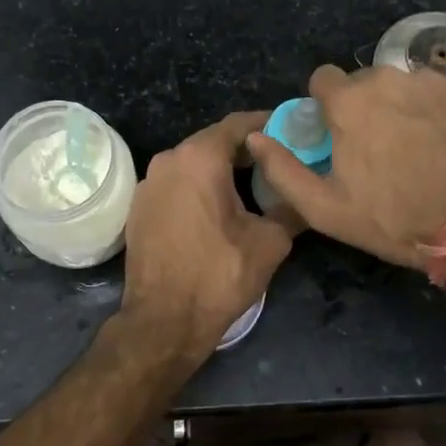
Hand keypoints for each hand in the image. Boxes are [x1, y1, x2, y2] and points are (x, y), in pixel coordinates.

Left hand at [120, 112, 294, 361]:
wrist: (164, 321)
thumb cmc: (219, 275)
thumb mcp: (270, 242)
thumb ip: (290, 208)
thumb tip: (306, 196)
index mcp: (199, 158)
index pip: (239, 124)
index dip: (268, 123)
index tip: (292, 130)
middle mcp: (168, 160)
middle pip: (214, 142)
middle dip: (246, 149)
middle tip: (278, 160)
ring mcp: (148, 184)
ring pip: (192, 163)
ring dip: (221, 169)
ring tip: (252, 185)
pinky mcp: (139, 208)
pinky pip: (176, 185)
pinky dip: (198, 187)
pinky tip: (218, 207)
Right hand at [246, 65, 445, 269]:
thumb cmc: (394, 219)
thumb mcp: (325, 208)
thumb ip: (282, 169)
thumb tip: (254, 137)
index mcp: (349, 101)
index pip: (322, 79)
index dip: (324, 106)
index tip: (335, 134)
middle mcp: (389, 77)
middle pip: (363, 82)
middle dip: (363, 107)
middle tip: (376, 149)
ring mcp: (432, 81)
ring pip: (400, 85)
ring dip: (398, 106)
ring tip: (413, 148)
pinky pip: (434, 92)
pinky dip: (431, 110)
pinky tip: (442, 143)